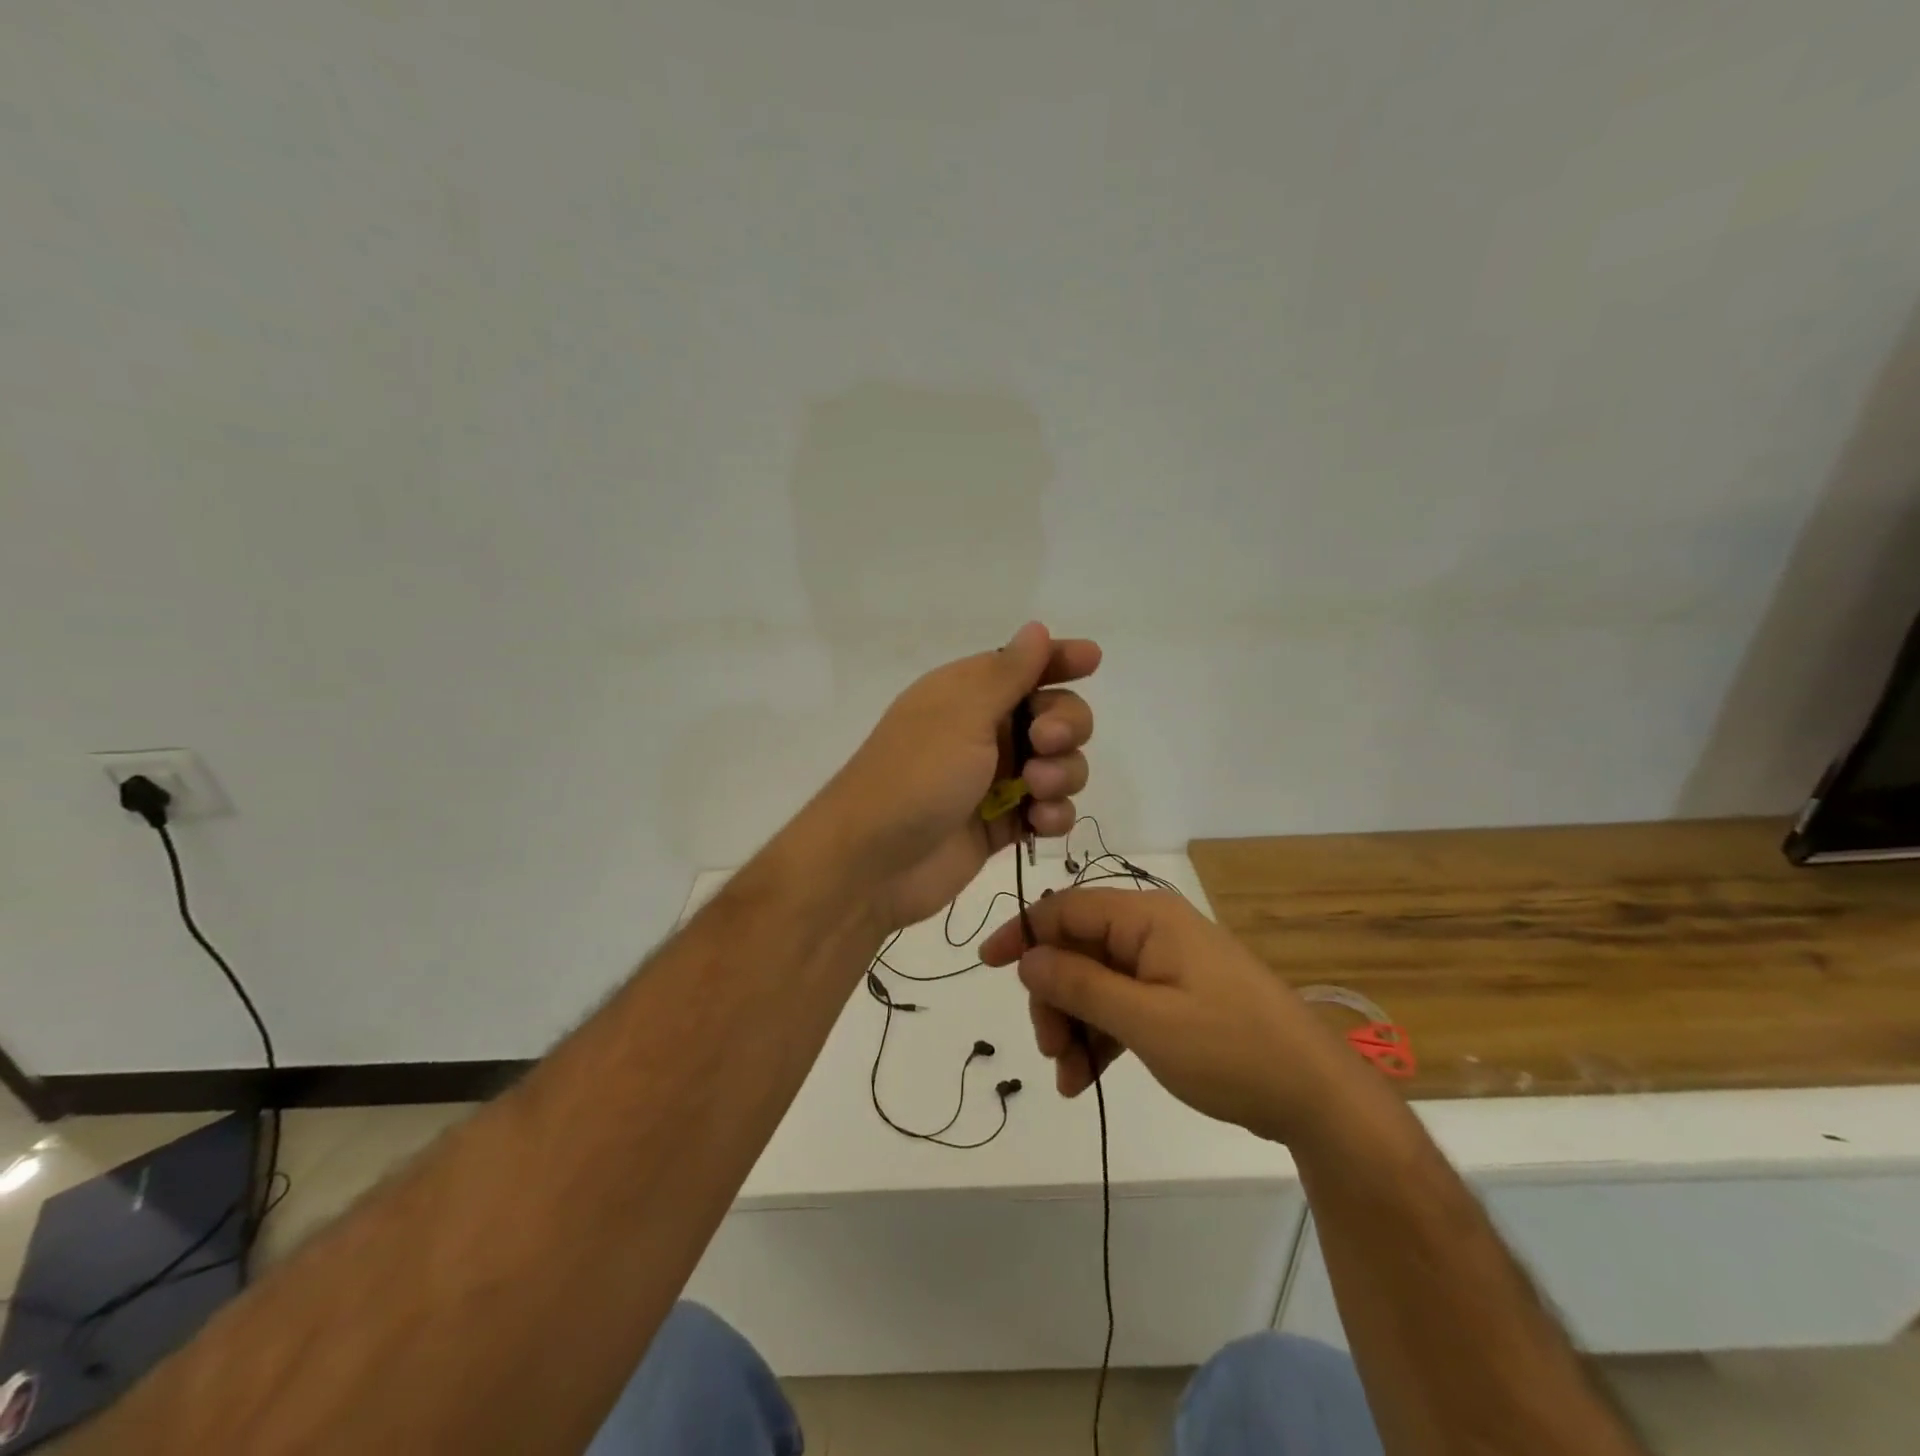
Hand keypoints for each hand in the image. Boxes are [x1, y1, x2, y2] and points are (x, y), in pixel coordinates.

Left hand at [820, 623, 1100, 930]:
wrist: (872, 863)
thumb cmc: (915, 775)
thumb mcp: (962, 714)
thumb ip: (1008, 673)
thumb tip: (1035, 627)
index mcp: (967, 694)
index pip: (1023, 666)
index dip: (1059, 660)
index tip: (1092, 661)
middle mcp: (984, 731)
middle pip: (1054, 715)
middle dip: (1065, 725)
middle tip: (1045, 743)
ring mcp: (995, 780)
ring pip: (1060, 765)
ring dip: (1062, 774)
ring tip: (1037, 790)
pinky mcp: (1002, 824)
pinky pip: (1048, 810)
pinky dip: (1053, 814)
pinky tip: (1039, 823)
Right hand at [978, 887, 1363, 1143]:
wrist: (1317, 1098)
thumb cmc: (1231, 1050)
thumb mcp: (1147, 1021)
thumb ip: (1081, 985)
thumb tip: (1026, 957)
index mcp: (1148, 918)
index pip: (1067, 908)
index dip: (1024, 933)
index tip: (988, 965)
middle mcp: (1153, 931)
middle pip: (1078, 949)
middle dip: (1054, 997)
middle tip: (1048, 1048)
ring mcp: (1166, 966)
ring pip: (1095, 982)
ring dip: (1073, 1025)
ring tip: (1068, 1078)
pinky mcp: (1176, 997)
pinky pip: (1121, 1006)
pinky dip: (1099, 1037)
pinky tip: (1084, 1079)